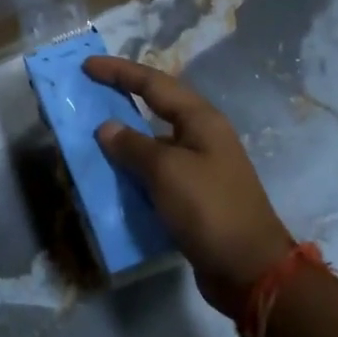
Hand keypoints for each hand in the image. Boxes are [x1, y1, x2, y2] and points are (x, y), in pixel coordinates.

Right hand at [85, 55, 295, 315]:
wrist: (251, 271)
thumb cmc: (209, 209)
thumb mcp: (167, 171)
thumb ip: (133, 146)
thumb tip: (106, 128)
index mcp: (200, 119)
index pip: (153, 82)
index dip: (118, 71)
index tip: (86, 66)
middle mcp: (201, 136)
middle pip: (155, 107)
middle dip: (121, 99)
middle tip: (86, 95)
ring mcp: (200, 167)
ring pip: (154, 143)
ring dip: (124, 140)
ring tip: (91, 139)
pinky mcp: (194, 196)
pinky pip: (156, 173)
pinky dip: (134, 172)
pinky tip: (112, 180)